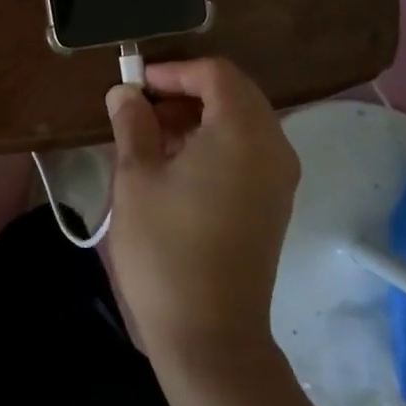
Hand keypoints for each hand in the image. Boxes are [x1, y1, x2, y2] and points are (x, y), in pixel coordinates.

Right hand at [106, 58, 299, 365]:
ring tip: (152, 137)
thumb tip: (125, 92)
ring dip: (199, 117)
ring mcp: (280, 178)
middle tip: (142, 108)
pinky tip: (177, 165)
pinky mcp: (275, 204)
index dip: (174, 70)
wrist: (209, 334)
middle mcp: (273, 146)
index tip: (136, 85)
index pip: (216, 73)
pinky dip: (215, 143)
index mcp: (243, 131)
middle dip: (186, 91)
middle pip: (234, 93)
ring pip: (242, 122)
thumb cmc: (166, 247)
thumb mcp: (137, 177)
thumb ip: (133, 123)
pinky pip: (248, 151)